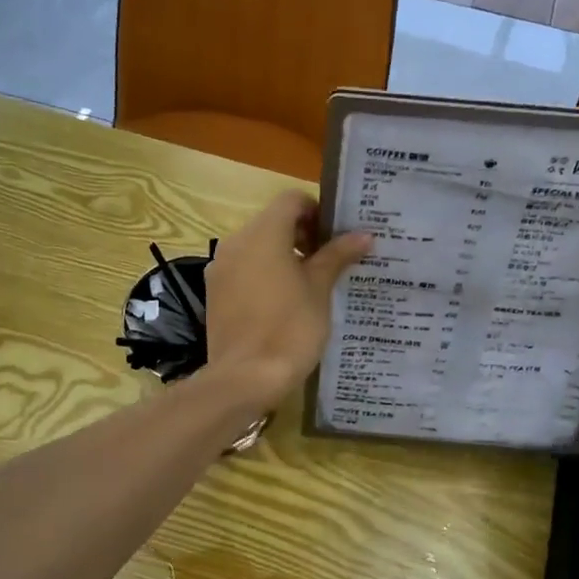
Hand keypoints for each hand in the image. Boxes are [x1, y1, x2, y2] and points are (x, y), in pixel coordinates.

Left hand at [204, 192, 370, 410]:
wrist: (245, 377)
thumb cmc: (290, 328)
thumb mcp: (319, 289)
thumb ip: (337, 255)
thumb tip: (363, 234)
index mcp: (263, 234)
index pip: (291, 201)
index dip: (317, 211)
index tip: (335, 237)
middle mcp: (236, 242)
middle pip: (272, 221)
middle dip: (302, 234)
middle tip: (329, 260)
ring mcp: (220, 267)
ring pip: (256, 246)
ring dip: (283, 254)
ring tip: (309, 283)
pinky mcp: (215, 291)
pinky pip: (243, 268)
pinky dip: (264, 273)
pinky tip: (283, 302)